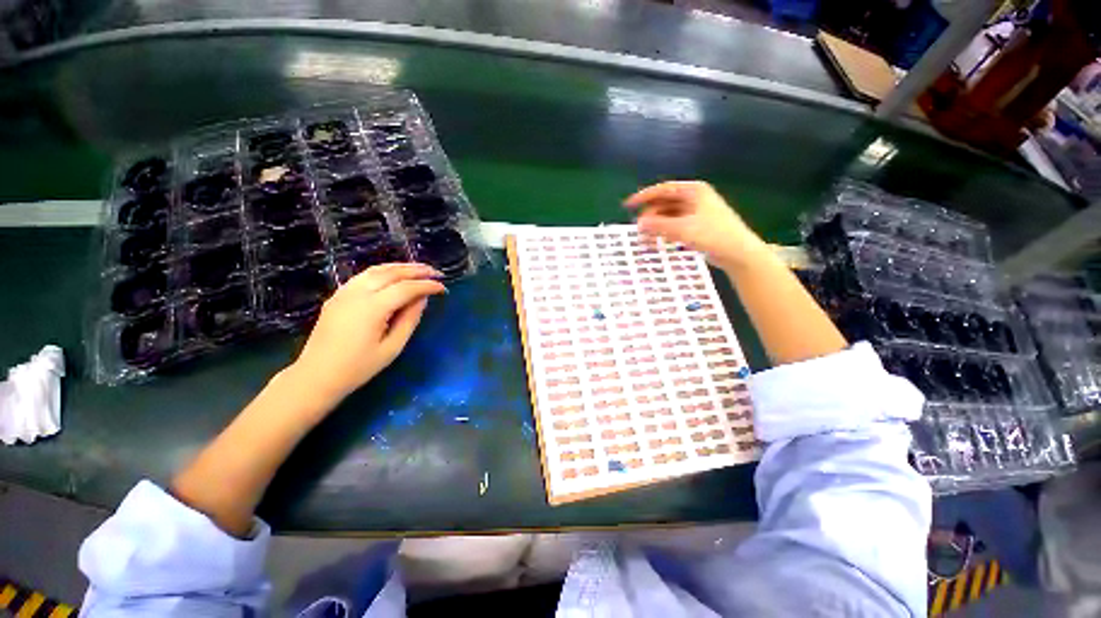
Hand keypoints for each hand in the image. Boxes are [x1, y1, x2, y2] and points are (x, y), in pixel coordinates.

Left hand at [289, 263, 445, 402]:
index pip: (406, 288)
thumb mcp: (392, 347)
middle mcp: (357, 293)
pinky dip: (384, 271)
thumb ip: (409, 320)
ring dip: (401, 267)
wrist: (316, 376)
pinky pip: (364, 275)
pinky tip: (394, 275)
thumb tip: (422, 299)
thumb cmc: (358, 367)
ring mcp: (344, 292)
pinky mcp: (338, 295)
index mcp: (372, 308)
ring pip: (377, 269)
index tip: (443, 288)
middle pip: (392, 273)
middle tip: (436, 272)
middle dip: (417, 270)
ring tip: (419, 269)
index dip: (427, 285)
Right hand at [624, 181, 767, 269]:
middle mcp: (694, 199)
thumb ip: (659, 225)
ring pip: (669, 216)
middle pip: (665, 203)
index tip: (628, 205)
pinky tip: (657, 242)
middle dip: (650, 216)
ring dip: (656, 226)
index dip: (644, 196)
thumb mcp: (683, 229)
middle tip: (638, 230)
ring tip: (645, 240)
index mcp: (694, 191)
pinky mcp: (697, 226)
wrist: (738, 253)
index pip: (663, 189)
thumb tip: (639, 224)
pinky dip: (664, 232)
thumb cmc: (713, 235)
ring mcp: (696, 213)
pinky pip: (675, 226)